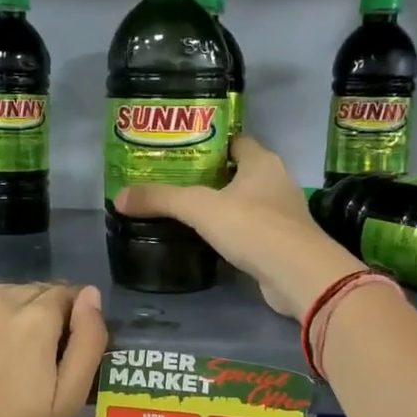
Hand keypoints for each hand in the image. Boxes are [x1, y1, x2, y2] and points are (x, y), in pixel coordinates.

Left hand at [0, 283, 107, 416]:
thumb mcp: (68, 398)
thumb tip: (91, 294)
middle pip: (30, 291)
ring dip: (5, 312)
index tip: (61, 344)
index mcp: (36, 319)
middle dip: (38, 314)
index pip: (64, 294)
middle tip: (29, 355)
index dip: (69, 317)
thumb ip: (88, 341)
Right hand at [114, 134, 360, 317]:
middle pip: (239, 172)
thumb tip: (119, 198)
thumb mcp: (200, 208)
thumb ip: (161, 200)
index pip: (235, 141)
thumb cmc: (253, 227)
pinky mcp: (282, 244)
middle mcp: (276, 182)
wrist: (298, 275)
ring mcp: (283, 215)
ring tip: (186, 211)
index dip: (210, 142)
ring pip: (246, 203)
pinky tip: (209, 241)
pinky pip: (252, 231)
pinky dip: (233, 233)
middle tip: (174, 182)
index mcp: (262, 162)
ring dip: (222, 207)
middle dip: (211, 176)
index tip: (181, 150)